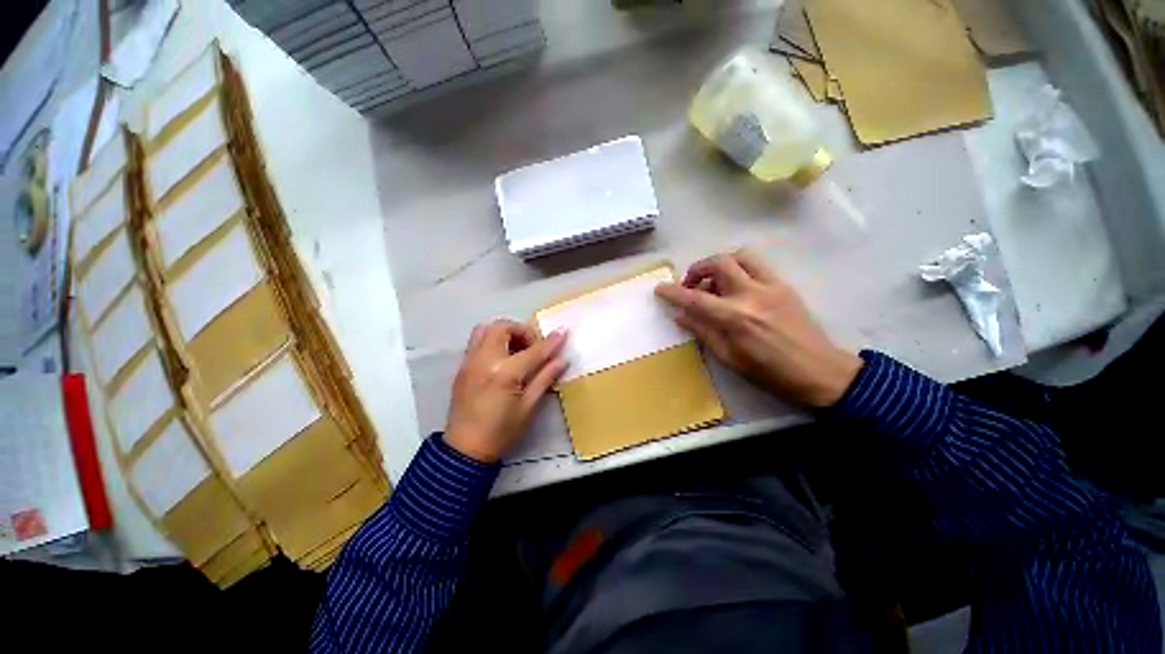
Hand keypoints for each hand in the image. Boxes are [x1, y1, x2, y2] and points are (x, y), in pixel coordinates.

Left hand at [445, 320, 567, 462]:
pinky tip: (502, 359)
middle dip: (522, 331)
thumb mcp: (528, 407)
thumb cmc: (501, 432)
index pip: (533, 351)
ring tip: (516, 351)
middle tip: (532, 348)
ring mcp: (469, 361)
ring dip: (505, 333)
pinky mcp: (462, 366)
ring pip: (485, 329)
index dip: (550, 342)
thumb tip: (562, 359)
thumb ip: (545, 378)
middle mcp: (484, 360)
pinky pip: (477, 341)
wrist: (465, 450)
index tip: (563, 333)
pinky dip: (492, 341)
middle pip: (502, 327)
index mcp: (504, 373)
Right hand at [655, 250, 862, 407]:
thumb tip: (680, 315)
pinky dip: (739, 268)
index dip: (673, 292)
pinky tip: (737, 286)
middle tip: (691, 285)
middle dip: (697, 269)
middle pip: (719, 263)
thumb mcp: (729, 357)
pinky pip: (758, 264)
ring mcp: (771, 286)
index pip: (695, 298)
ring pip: (740, 256)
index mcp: (735, 318)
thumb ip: (702, 331)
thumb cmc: (769, 372)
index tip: (660, 288)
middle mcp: (752, 295)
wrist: (819, 371)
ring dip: (719, 264)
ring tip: (714, 282)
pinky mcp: (784, 285)